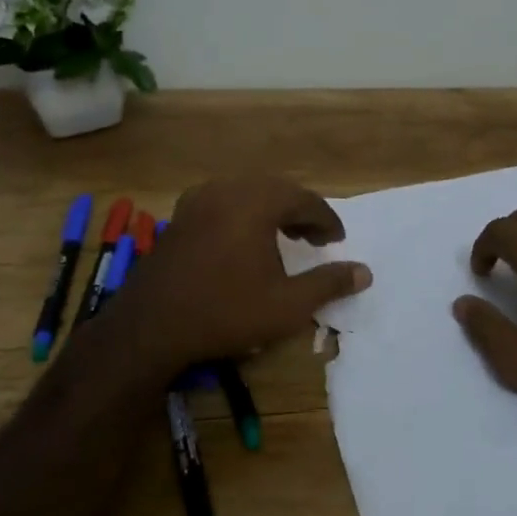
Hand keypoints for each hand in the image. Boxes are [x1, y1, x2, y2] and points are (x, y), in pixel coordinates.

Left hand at [108, 175, 371, 375]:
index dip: (326, 220)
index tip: (337, 241)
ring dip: (271, 211)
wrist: (152, 326)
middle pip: (275, 189)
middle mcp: (227, 190)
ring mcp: (198, 200)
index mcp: (256, 202)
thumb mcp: (287, 304)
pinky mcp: (180, 217)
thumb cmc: (226, 312)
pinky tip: (243, 240)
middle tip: (315, 240)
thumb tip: (365, 272)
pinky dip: (243, 214)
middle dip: (299, 212)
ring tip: (284, 238)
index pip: (304, 200)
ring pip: (247, 193)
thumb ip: (329, 283)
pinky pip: (222, 202)